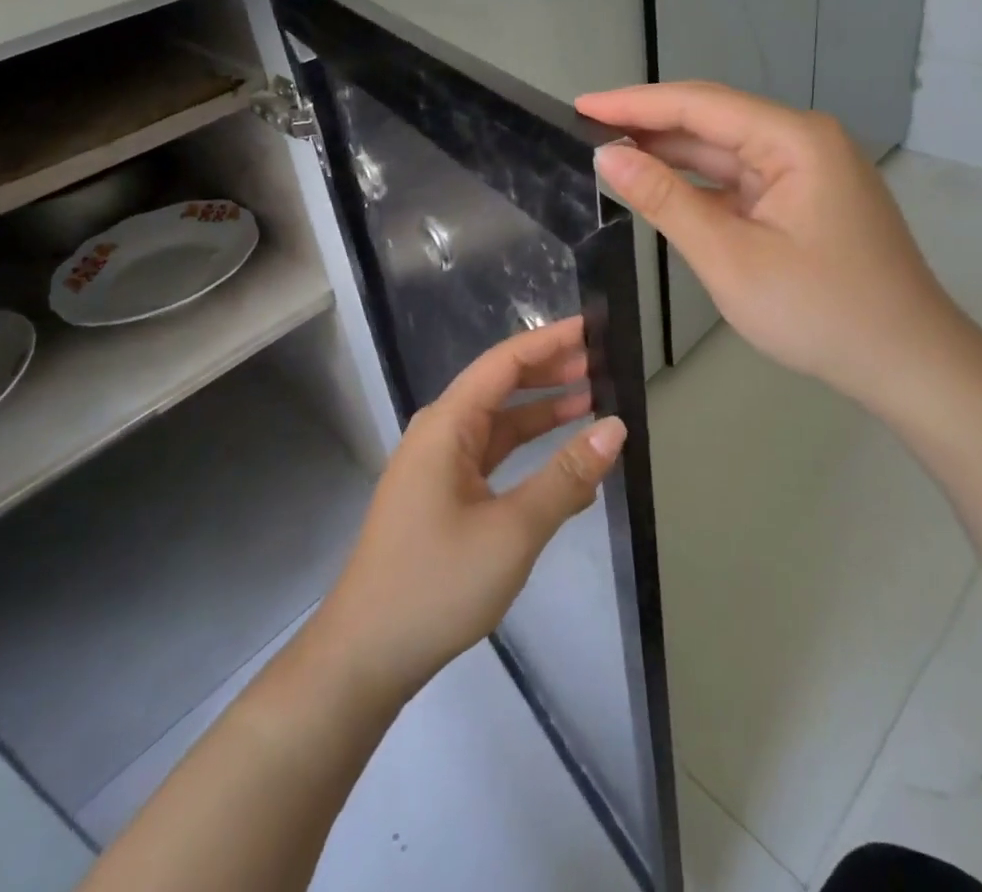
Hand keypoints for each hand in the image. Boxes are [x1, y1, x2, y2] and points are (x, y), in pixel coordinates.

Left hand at [315, 319, 628, 703]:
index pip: (503, 363)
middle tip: (600, 362)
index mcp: (447, 424)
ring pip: (496, 421)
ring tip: (590, 398)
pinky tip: (560, 459)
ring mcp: (437, 464)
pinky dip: (525, 449)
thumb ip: (565, 476)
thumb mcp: (512, 530)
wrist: (367, 653)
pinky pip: (489, 455)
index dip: (547, 342)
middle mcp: (439, 432)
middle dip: (547, 370)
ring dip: (539, 410)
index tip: (590, 327)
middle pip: (499, 385)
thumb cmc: (437, 583)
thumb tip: (615, 428)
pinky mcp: (440, 494)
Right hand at [578, 82, 969, 406]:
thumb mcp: (730, 257)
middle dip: (648, 125)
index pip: (698, 105)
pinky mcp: (804, 198)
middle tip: (584, 130)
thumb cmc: (820, 311)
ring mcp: (806, 170)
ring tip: (609, 153)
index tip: (579, 105)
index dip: (633, 104)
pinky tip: (660, 186)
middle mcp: (803, 141)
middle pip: (712, 120)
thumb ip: (666, 200)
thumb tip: (608, 156)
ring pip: (724, 150)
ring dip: (671, 153)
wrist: (909, 364)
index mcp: (794, 139)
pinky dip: (699, 183)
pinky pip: (740, 179)